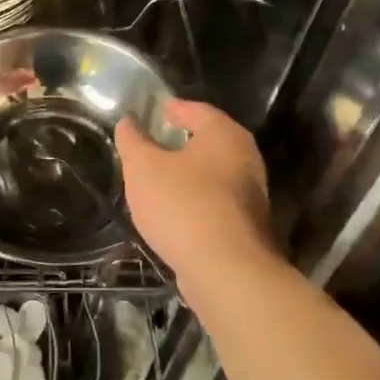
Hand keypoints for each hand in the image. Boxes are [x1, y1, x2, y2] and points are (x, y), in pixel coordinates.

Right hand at [115, 99, 275, 281]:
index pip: (197, 110)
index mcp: (224, 135)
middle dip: (180, 142)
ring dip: (187, 174)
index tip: (152, 113)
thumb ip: (132, 141)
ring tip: (156, 180)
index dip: (172, 109)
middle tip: (151, 145)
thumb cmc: (183, 205)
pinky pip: (214, 202)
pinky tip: (173, 212)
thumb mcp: (143, 167)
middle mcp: (245, 158)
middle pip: (208, 141)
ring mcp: (250, 195)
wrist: (227, 271)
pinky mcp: (246, 226)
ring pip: (212, 174)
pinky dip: (194, 200)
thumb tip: (128, 121)